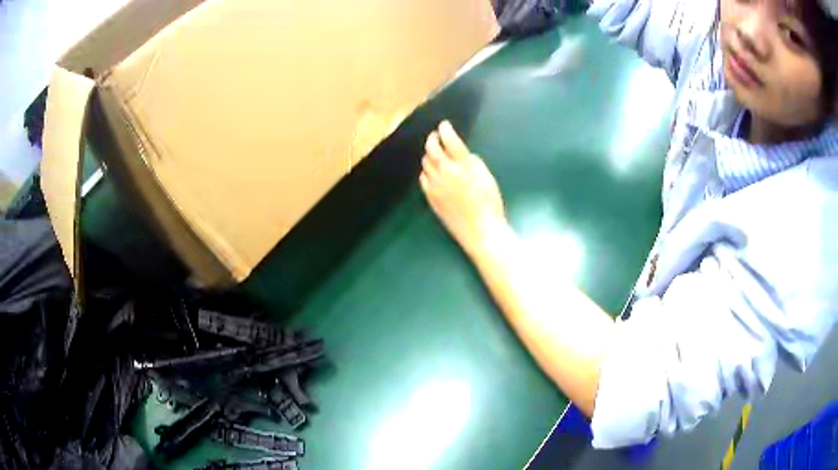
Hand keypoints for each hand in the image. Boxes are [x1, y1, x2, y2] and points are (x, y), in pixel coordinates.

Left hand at [420, 121, 506, 255]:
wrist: (480, 230)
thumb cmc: (489, 203)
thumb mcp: (486, 176)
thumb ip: (471, 161)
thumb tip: (458, 153)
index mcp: (462, 165)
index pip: (449, 140)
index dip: (445, 130)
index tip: (444, 125)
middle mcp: (445, 172)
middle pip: (431, 149)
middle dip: (432, 139)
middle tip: (435, 136)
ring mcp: (435, 185)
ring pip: (425, 163)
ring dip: (429, 155)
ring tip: (434, 153)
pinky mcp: (430, 197)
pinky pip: (423, 178)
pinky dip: (426, 171)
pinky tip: (431, 172)